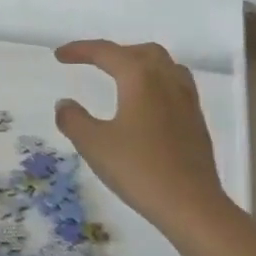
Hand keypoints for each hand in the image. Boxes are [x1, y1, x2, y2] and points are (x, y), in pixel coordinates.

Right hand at [54, 40, 227, 229]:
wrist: (192, 205)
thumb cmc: (139, 170)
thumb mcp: (94, 145)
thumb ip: (73, 120)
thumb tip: (64, 104)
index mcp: (140, 78)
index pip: (106, 52)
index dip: (80, 49)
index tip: (59, 56)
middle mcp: (166, 80)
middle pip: (140, 52)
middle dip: (113, 53)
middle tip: (91, 64)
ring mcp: (186, 99)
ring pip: (163, 65)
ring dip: (139, 63)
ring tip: (121, 77)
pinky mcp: (196, 120)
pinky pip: (175, 84)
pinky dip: (155, 82)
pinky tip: (146, 104)